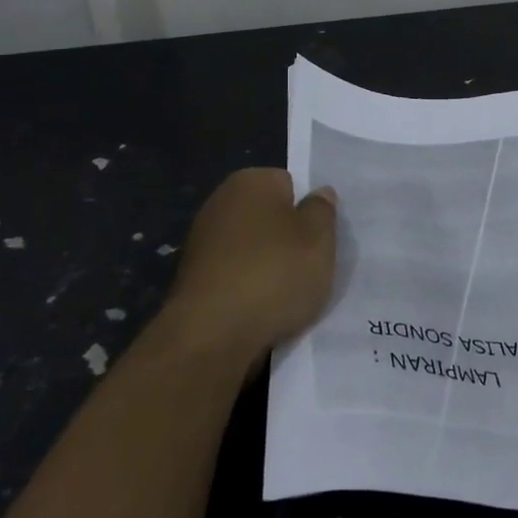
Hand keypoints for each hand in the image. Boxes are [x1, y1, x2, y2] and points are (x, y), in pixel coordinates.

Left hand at [160, 168, 338, 362]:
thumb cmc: (275, 273)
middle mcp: (220, 204)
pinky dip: (250, 289)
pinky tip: (264, 310)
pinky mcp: (194, 281)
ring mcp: (202, 243)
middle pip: (269, 216)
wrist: (212, 336)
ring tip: (290, 294)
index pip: (290, 184)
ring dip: (270, 266)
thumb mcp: (319, 238)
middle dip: (288, 237)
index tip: (320, 237)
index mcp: (250, 182)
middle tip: (311, 264)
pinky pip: (236, 277)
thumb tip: (319, 193)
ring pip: (253, 249)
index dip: (308, 210)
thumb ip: (322, 210)